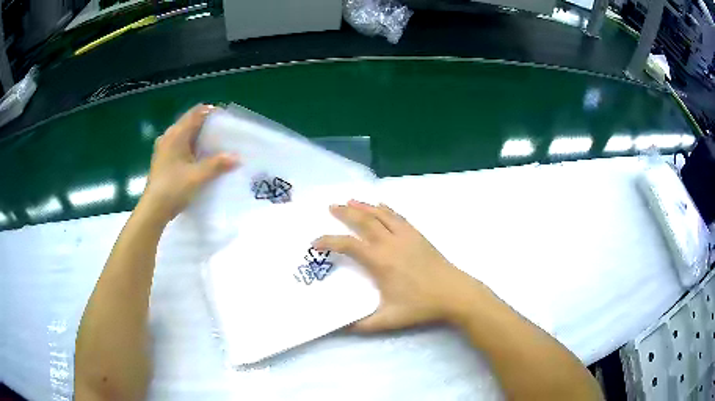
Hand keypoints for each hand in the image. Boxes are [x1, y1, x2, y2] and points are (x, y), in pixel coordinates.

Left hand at [140, 104, 237, 222]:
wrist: (153, 210)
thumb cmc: (173, 188)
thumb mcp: (198, 176)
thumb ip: (217, 164)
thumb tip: (237, 157)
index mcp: (176, 134)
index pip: (196, 113)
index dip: (211, 113)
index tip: (226, 121)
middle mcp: (168, 137)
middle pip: (190, 124)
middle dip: (207, 127)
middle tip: (224, 135)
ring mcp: (164, 149)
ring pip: (185, 136)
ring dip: (199, 139)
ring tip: (215, 147)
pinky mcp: (163, 161)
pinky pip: (180, 147)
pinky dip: (191, 149)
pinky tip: (200, 160)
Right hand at [313, 200, 486, 332]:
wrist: (454, 293)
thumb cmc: (421, 305)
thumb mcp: (389, 319)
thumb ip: (362, 325)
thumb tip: (340, 329)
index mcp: (380, 261)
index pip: (348, 245)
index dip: (329, 241)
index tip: (315, 242)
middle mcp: (390, 243)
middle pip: (363, 221)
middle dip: (345, 212)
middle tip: (331, 207)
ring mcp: (406, 236)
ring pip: (380, 214)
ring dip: (363, 206)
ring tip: (350, 200)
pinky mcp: (418, 235)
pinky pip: (398, 216)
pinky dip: (385, 209)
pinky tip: (380, 206)